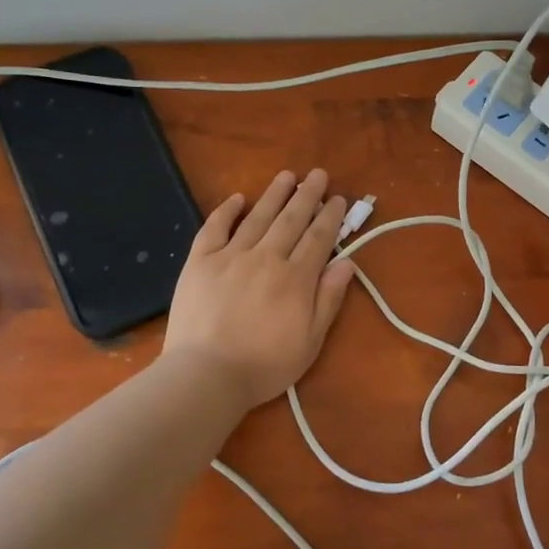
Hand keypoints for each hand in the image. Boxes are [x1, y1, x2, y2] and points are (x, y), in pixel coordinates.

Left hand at [163, 169, 356, 408]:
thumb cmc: (264, 365)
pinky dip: (226, 211)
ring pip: (258, 217)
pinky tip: (237, 198)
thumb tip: (347, 263)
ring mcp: (231, 256)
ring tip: (287, 176)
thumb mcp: (310, 341)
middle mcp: (267, 258)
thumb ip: (329, 299)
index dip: (330, 216)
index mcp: (296, 278)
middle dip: (308, 195)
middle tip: (318, 174)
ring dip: (274, 194)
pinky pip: (215, 228)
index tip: (338, 198)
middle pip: (291, 219)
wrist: (206, 374)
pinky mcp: (200, 261)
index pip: (318, 238)